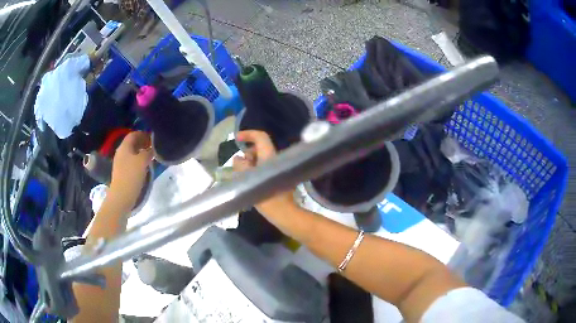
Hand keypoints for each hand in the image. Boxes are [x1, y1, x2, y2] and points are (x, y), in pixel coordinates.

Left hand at [109, 131, 152, 208]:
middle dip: (142, 143)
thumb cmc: (131, 176)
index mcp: (124, 147)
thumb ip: (148, 151)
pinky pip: (131, 162)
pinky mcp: (122, 172)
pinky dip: (138, 161)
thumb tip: (152, 149)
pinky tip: (144, 167)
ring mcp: (120, 163)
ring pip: (132, 153)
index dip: (143, 134)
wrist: (121, 197)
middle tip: (153, 147)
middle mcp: (121, 152)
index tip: (153, 138)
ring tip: (151, 157)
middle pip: (132, 143)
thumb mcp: (143, 161)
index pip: (133, 134)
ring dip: (141, 152)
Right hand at [233, 130, 296, 215]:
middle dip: (246, 153)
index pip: (261, 137)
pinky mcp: (277, 177)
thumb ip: (241, 166)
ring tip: (241, 175)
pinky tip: (248, 181)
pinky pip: (263, 168)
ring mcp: (278, 168)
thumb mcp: (248, 180)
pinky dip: (255, 170)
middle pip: (259, 148)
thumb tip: (238, 159)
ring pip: (261, 159)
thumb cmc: (266, 196)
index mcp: (270, 156)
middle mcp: (275, 158)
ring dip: (250, 163)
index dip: (248, 134)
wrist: (283, 213)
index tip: (237, 139)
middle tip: (238, 166)